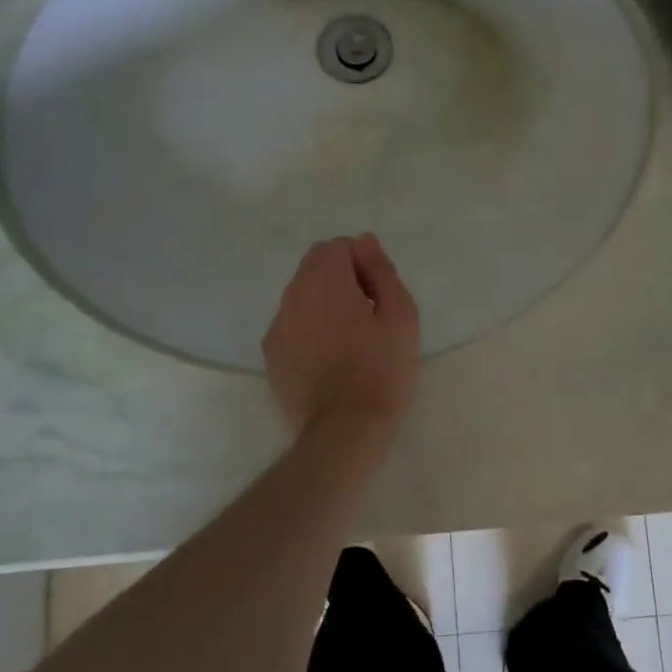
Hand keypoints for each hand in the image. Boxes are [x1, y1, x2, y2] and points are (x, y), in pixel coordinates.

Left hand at [262, 233, 421, 440]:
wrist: (344, 430)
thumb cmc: (381, 370)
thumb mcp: (400, 315)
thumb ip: (381, 270)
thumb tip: (364, 241)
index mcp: (325, 281)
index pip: (339, 246)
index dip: (364, 263)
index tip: (378, 295)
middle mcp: (293, 295)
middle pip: (315, 264)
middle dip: (342, 276)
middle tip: (368, 313)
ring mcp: (277, 326)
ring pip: (301, 294)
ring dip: (324, 301)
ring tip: (350, 337)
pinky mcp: (271, 354)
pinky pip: (292, 323)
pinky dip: (309, 326)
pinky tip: (329, 357)